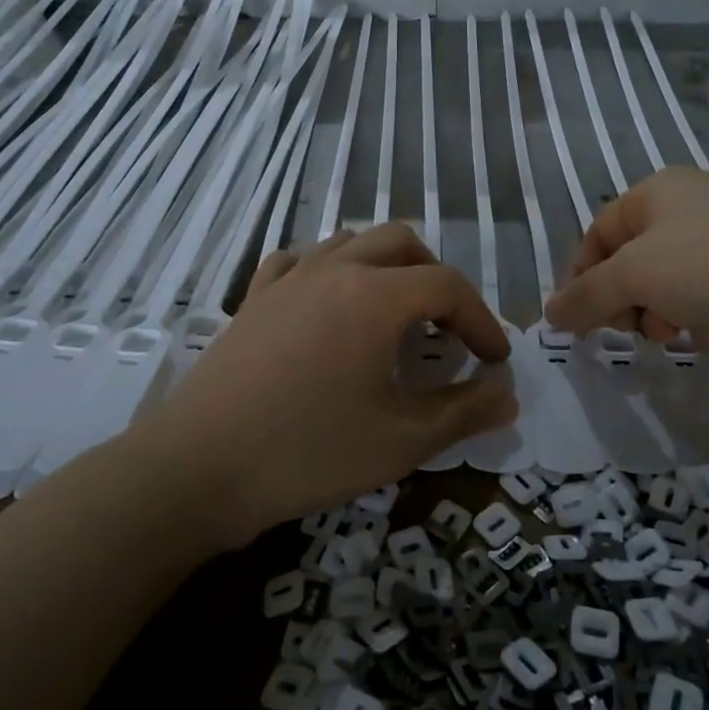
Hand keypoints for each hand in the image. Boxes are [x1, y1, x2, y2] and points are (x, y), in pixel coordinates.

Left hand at [146, 223, 516, 542]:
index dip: (481, 321)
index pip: (448, 286)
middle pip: (403, 242)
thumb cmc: (308, 452)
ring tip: (393, 317)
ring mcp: (288, 279)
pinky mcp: (255, 298)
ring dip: (386, 268)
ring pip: (351, 242)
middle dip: (437, 280)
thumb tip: (509, 395)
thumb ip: (463, 412)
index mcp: (376, 296)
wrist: (200, 467)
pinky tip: (328, 306)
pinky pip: (300, 261)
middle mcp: (335, 270)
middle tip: (445, 332)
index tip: (494, 362)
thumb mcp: (400, 442)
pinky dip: (329, 272)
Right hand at [543, 167, 708, 374]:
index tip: (577, 321)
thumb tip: (549, 314)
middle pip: (635, 262)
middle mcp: (696, 206)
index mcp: (660, 191)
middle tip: (635, 328)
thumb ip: (584, 296)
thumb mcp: (633, 277)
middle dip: (630, 301)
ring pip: (673, 286)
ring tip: (686, 330)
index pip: (598, 233)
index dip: (581, 277)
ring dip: (669, 315)